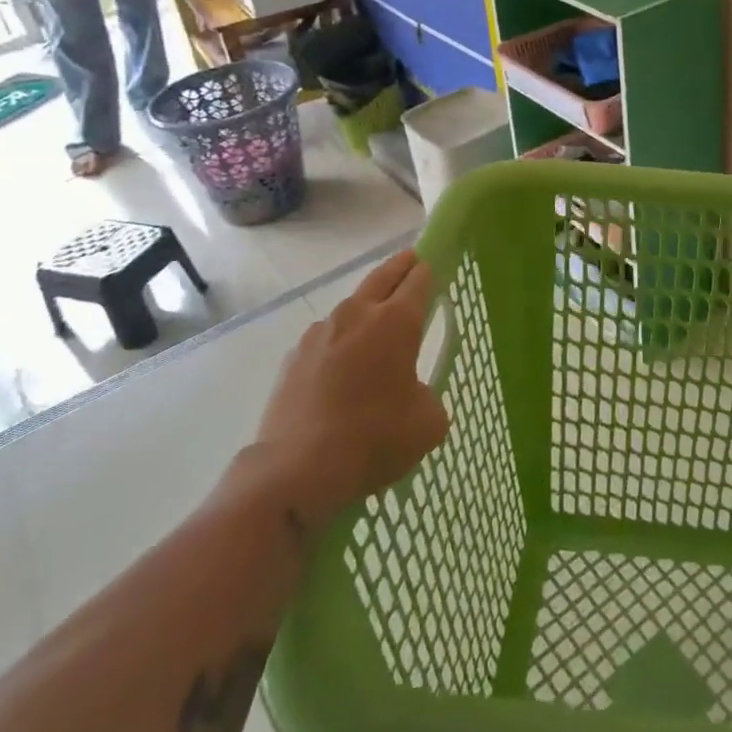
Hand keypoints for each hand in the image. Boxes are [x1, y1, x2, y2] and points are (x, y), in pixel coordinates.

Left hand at [246, 251, 447, 525]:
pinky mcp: (294, 356)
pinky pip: (326, 336)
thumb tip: (413, 394)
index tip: (437, 268)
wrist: (296, 469)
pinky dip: (340, 339)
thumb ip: (429, 396)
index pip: (419, 280)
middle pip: (383, 276)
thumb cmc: (374, 439)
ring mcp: (320, 333)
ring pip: (351, 305)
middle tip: (413, 261)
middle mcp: (358, 314)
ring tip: (377, 322)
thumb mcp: (428, 423)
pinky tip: (342, 365)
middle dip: (401, 266)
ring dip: (367, 305)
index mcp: (396, 321)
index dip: (430, 271)